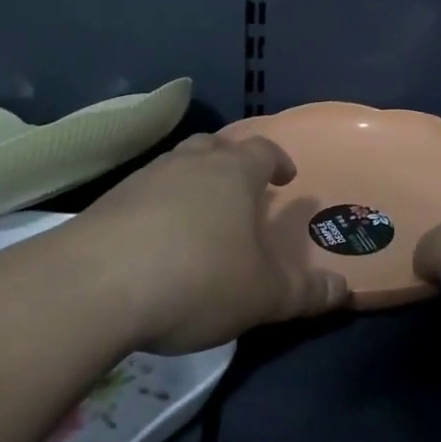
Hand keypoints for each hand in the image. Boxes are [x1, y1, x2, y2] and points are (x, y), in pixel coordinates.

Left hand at [68, 133, 349, 353]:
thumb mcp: (263, 295)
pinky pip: (143, 193)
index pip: (263, 150)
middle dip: (231, 162)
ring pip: (176, 166)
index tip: (285, 178)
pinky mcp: (106, 202)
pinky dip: (156, 206)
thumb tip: (345, 289)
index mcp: (234, 172)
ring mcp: (144, 178)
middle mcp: (190, 162)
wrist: (95, 286)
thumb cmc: (197, 278)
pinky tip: (154, 240)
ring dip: (191, 182)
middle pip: (215, 147)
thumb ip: (306, 292)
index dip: (278, 161)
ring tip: (198, 214)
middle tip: (240, 187)